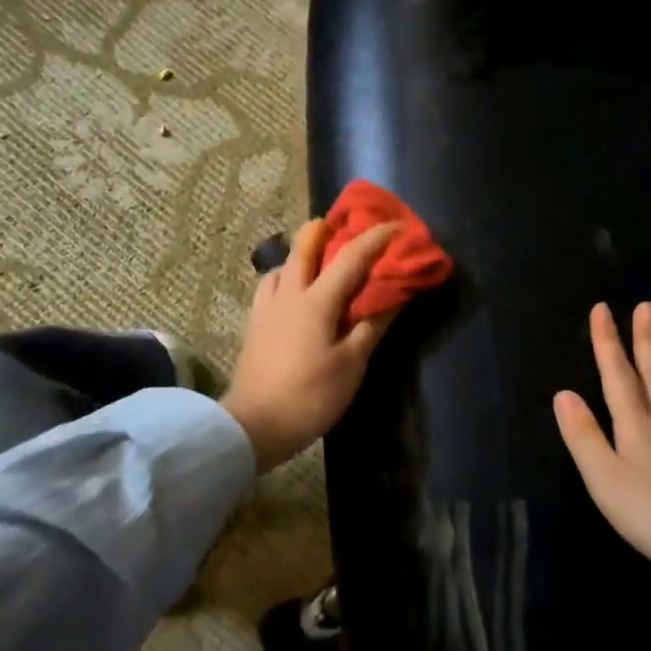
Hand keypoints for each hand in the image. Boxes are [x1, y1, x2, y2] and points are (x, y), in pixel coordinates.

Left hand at [221, 219, 401, 470]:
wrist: (253, 425)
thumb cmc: (309, 396)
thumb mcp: (351, 365)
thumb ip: (372, 326)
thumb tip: (394, 296)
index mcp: (316, 301)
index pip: (350, 257)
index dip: (375, 238)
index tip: (396, 226)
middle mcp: (288, 294)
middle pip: (303, 246)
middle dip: (325, 229)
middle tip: (343, 226)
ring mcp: (265, 307)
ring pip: (282, 264)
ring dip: (301, 253)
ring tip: (318, 261)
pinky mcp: (253, 324)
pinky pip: (270, 286)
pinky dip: (285, 277)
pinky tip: (292, 293)